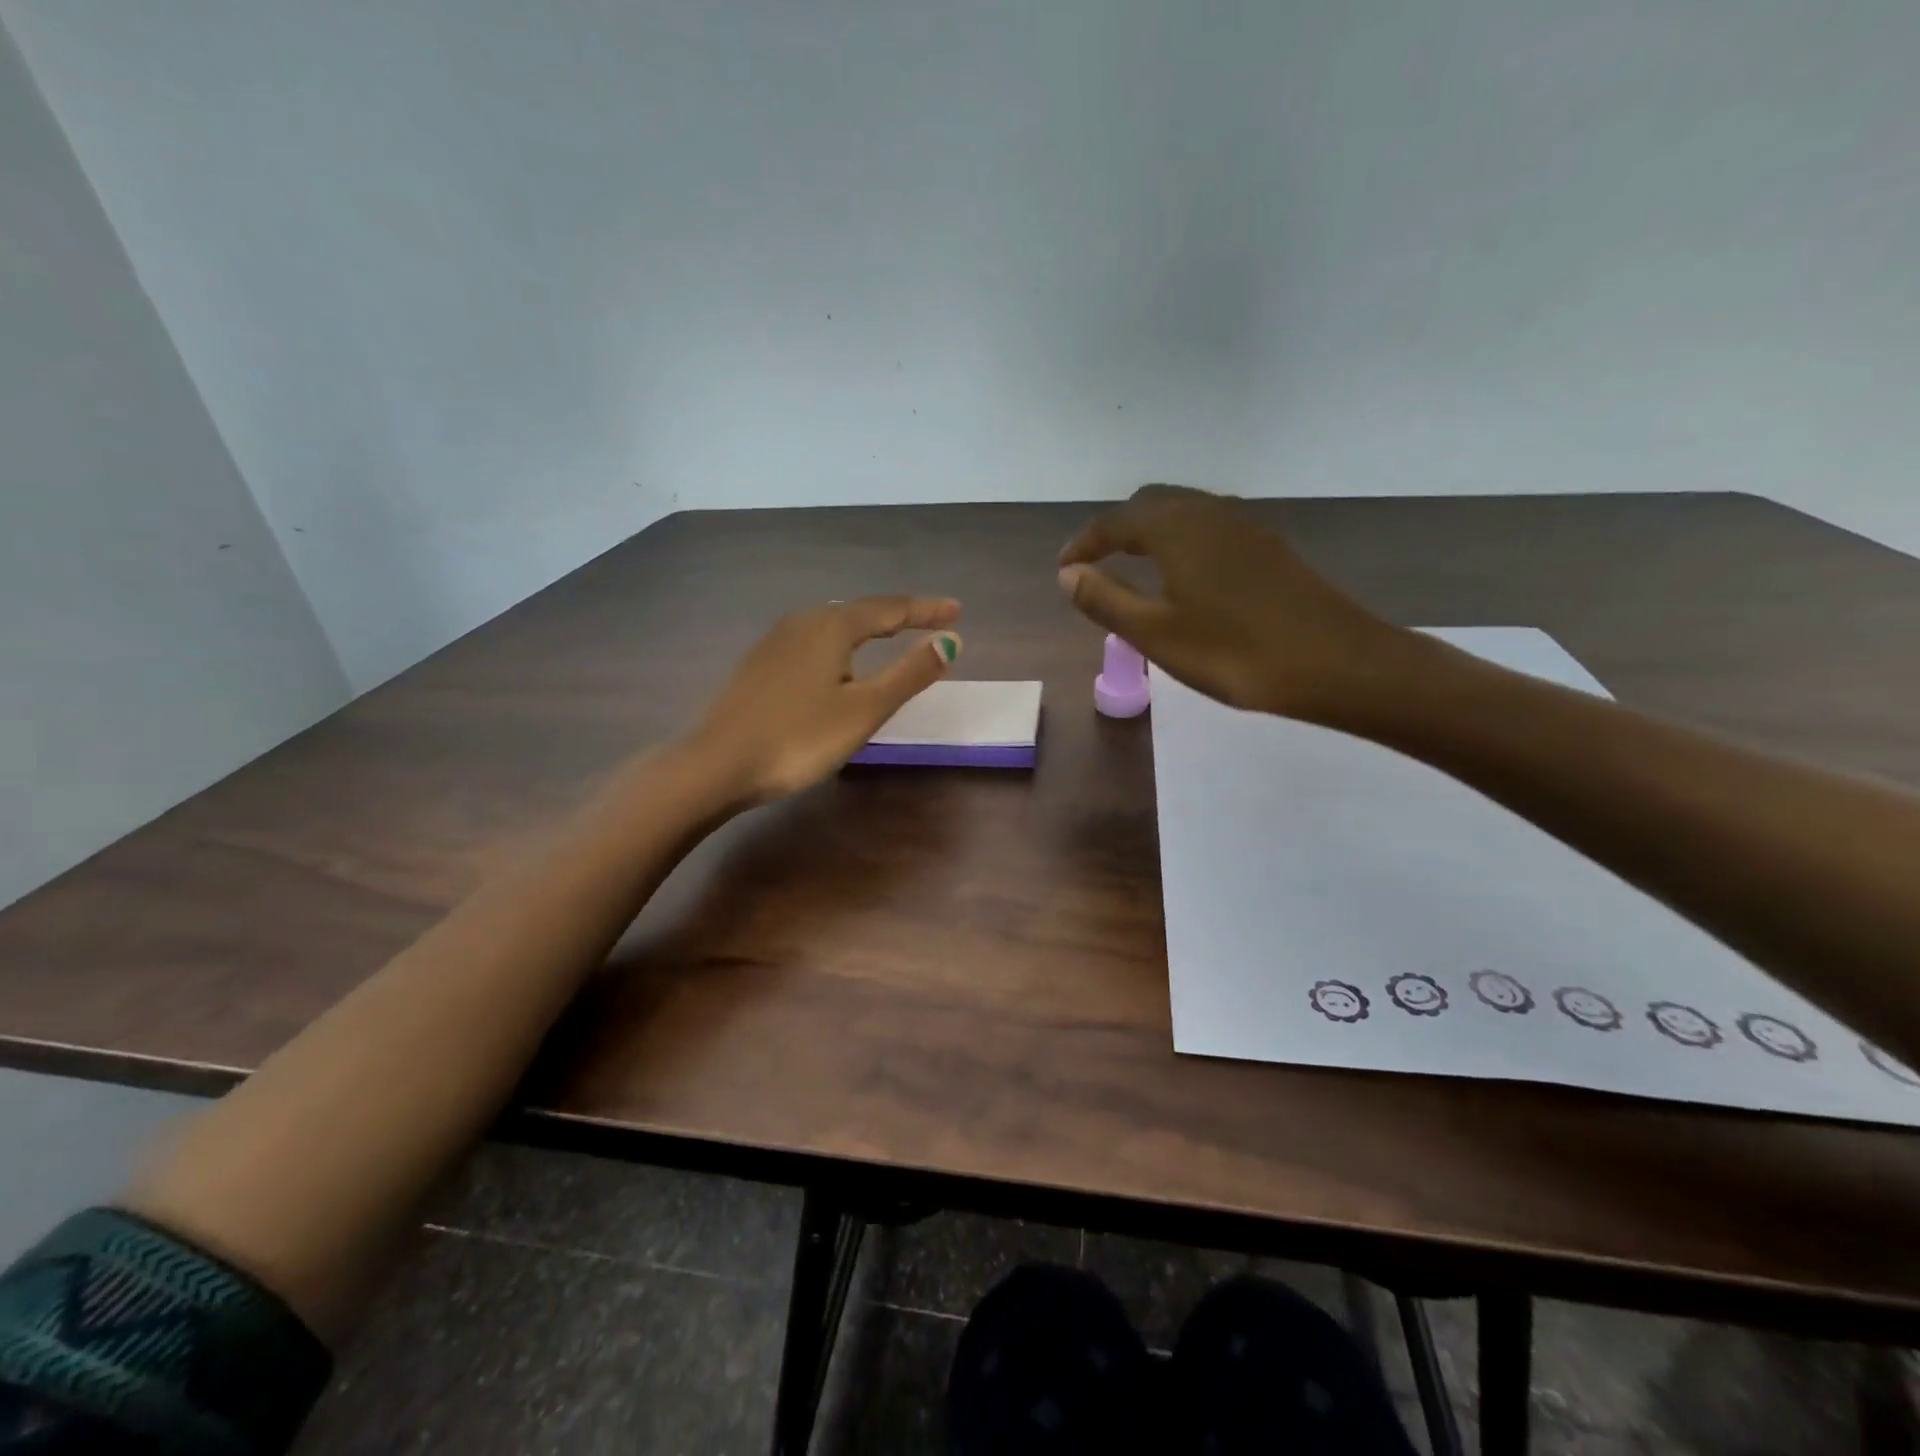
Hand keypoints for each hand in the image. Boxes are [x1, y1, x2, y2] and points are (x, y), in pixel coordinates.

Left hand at [694, 597, 962, 804]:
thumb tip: (950, 641)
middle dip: (898, 615)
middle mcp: (802, 622)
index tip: (957, 610)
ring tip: (892, 634)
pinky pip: (814, 642)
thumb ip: (909, 674)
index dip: (927, 610)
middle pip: (860, 611)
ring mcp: (775, 642)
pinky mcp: (760, 665)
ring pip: (834, 625)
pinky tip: (839, 661)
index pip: (890, 608)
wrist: (717, 765)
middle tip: (930, 620)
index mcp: (831, 626)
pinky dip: (842, 644)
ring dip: (868, 628)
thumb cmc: (799, 738)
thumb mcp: (864, 709)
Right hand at [1058, 485, 1406, 722]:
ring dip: (1151, 533)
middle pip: (1151, 505)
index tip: (1064, 568)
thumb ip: (1105, 600)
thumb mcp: (1155, 633)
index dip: (1084, 543)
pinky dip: (1182, 542)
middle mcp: (1210, 513)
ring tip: (1134, 568)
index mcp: (1176, 529)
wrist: (1336, 663)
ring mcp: (1246, 527)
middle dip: (1117, 530)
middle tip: (1096, 564)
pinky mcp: (1269, 548)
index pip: (1116, 522)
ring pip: (1185, 514)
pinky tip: (1186, 577)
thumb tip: (1068, 574)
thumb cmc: (1234, 652)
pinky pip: (1210, 529)